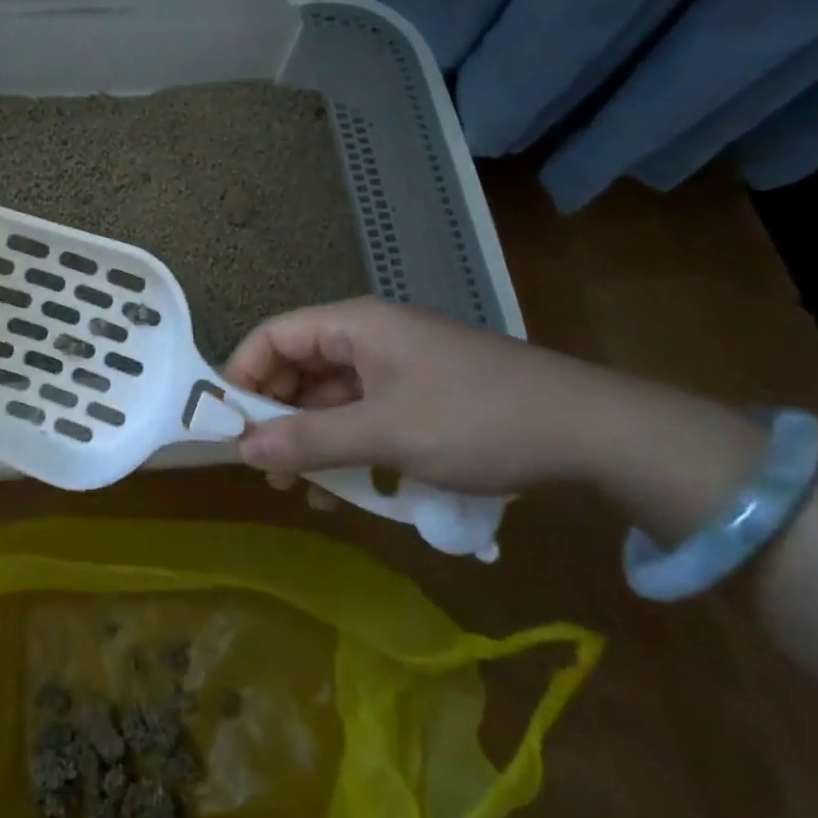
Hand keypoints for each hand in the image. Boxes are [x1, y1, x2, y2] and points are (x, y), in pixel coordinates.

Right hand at [223, 298, 623, 497]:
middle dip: (277, 418)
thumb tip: (240, 449)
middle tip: (268, 471)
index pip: (273, 337)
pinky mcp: (421, 396)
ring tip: (305, 492)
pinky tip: (350, 491)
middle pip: (299, 368)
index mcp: (354, 325)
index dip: (243, 377)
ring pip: (331, 398)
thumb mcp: (385, 434)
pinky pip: (365, 415)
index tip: (228, 428)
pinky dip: (349, 447)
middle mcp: (369, 338)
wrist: (589, 431)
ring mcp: (397, 367)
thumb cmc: (475, 419)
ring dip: (313, 440)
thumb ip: (309, 440)